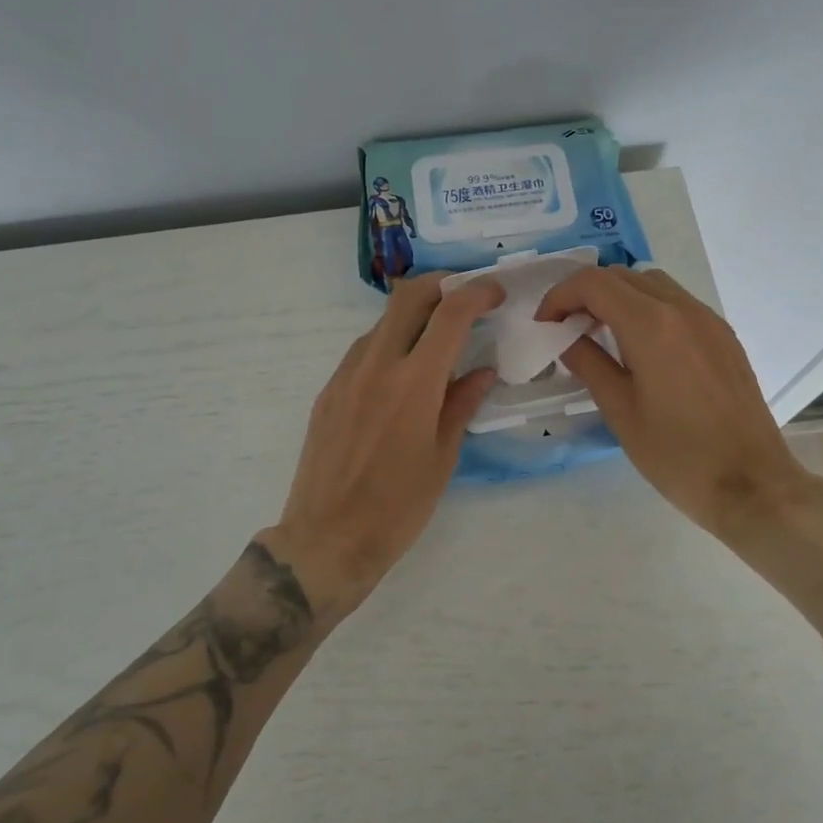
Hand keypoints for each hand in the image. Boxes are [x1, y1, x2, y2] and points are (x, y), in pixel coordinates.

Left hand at [265, 272, 503, 623]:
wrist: (328, 538)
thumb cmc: (398, 507)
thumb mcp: (443, 457)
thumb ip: (462, 405)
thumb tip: (481, 372)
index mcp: (414, 383)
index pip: (450, 314)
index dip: (477, 293)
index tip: (494, 293)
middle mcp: (376, 366)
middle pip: (407, 297)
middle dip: (440, 285)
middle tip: (463, 296)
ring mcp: (346, 376)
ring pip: (382, 323)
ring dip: (412, 316)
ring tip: (435, 339)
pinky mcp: (328, 391)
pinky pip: (362, 351)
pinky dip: (388, 345)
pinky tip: (400, 372)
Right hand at [536, 266, 822, 541]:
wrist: (751, 484)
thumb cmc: (677, 455)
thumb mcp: (620, 411)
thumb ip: (588, 363)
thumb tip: (565, 338)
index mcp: (651, 325)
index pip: (593, 284)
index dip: (559, 296)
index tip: (544, 324)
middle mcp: (682, 309)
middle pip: (622, 276)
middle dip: (585, 294)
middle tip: (565, 328)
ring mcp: (708, 320)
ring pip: (651, 284)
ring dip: (618, 297)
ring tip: (600, 333)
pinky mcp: (724, 336)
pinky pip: (677, 303)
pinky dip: (647, 308)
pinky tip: (639, 346)